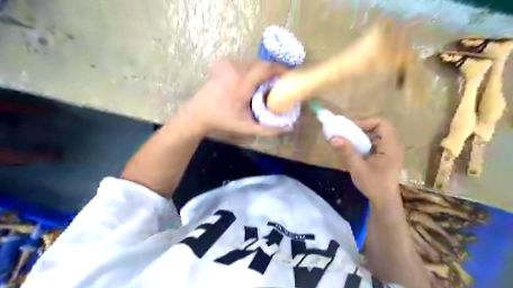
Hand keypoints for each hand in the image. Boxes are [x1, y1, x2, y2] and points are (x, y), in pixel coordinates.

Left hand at [181, 59, 289, 136]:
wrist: (198, 113)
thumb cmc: (223, 121)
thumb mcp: (247, 128)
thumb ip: (269, 129)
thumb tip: (289, 127)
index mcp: (243, 85)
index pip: (266, 68)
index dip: (281, 69)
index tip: (290, 76)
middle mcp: (236, 71)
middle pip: (262, 64)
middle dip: (273, 71)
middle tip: (280, 83)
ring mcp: (228, 67)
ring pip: (253, 63)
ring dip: (263, 71)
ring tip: (267, 84)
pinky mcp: (224, 66)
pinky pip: (244, 64)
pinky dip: (253, 70)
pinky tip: (252, 82)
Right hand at [329, 118, 405, 207]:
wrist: (384, 203)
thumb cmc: (374, 185)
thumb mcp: (358, 168)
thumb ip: (346, 151)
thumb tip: (333, 137)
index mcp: (390, 146)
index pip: (382, 123)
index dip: (366, 122)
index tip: (350, 129)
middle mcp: (393, 146)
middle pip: (378, 128)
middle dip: (361, 129)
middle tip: (347, 135)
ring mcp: (390, 152)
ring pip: (376, 136)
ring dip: (361, 136)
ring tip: (348, 142)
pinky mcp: (385, 157)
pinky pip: (374, 144)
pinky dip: (363, 144)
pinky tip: (354, 152)